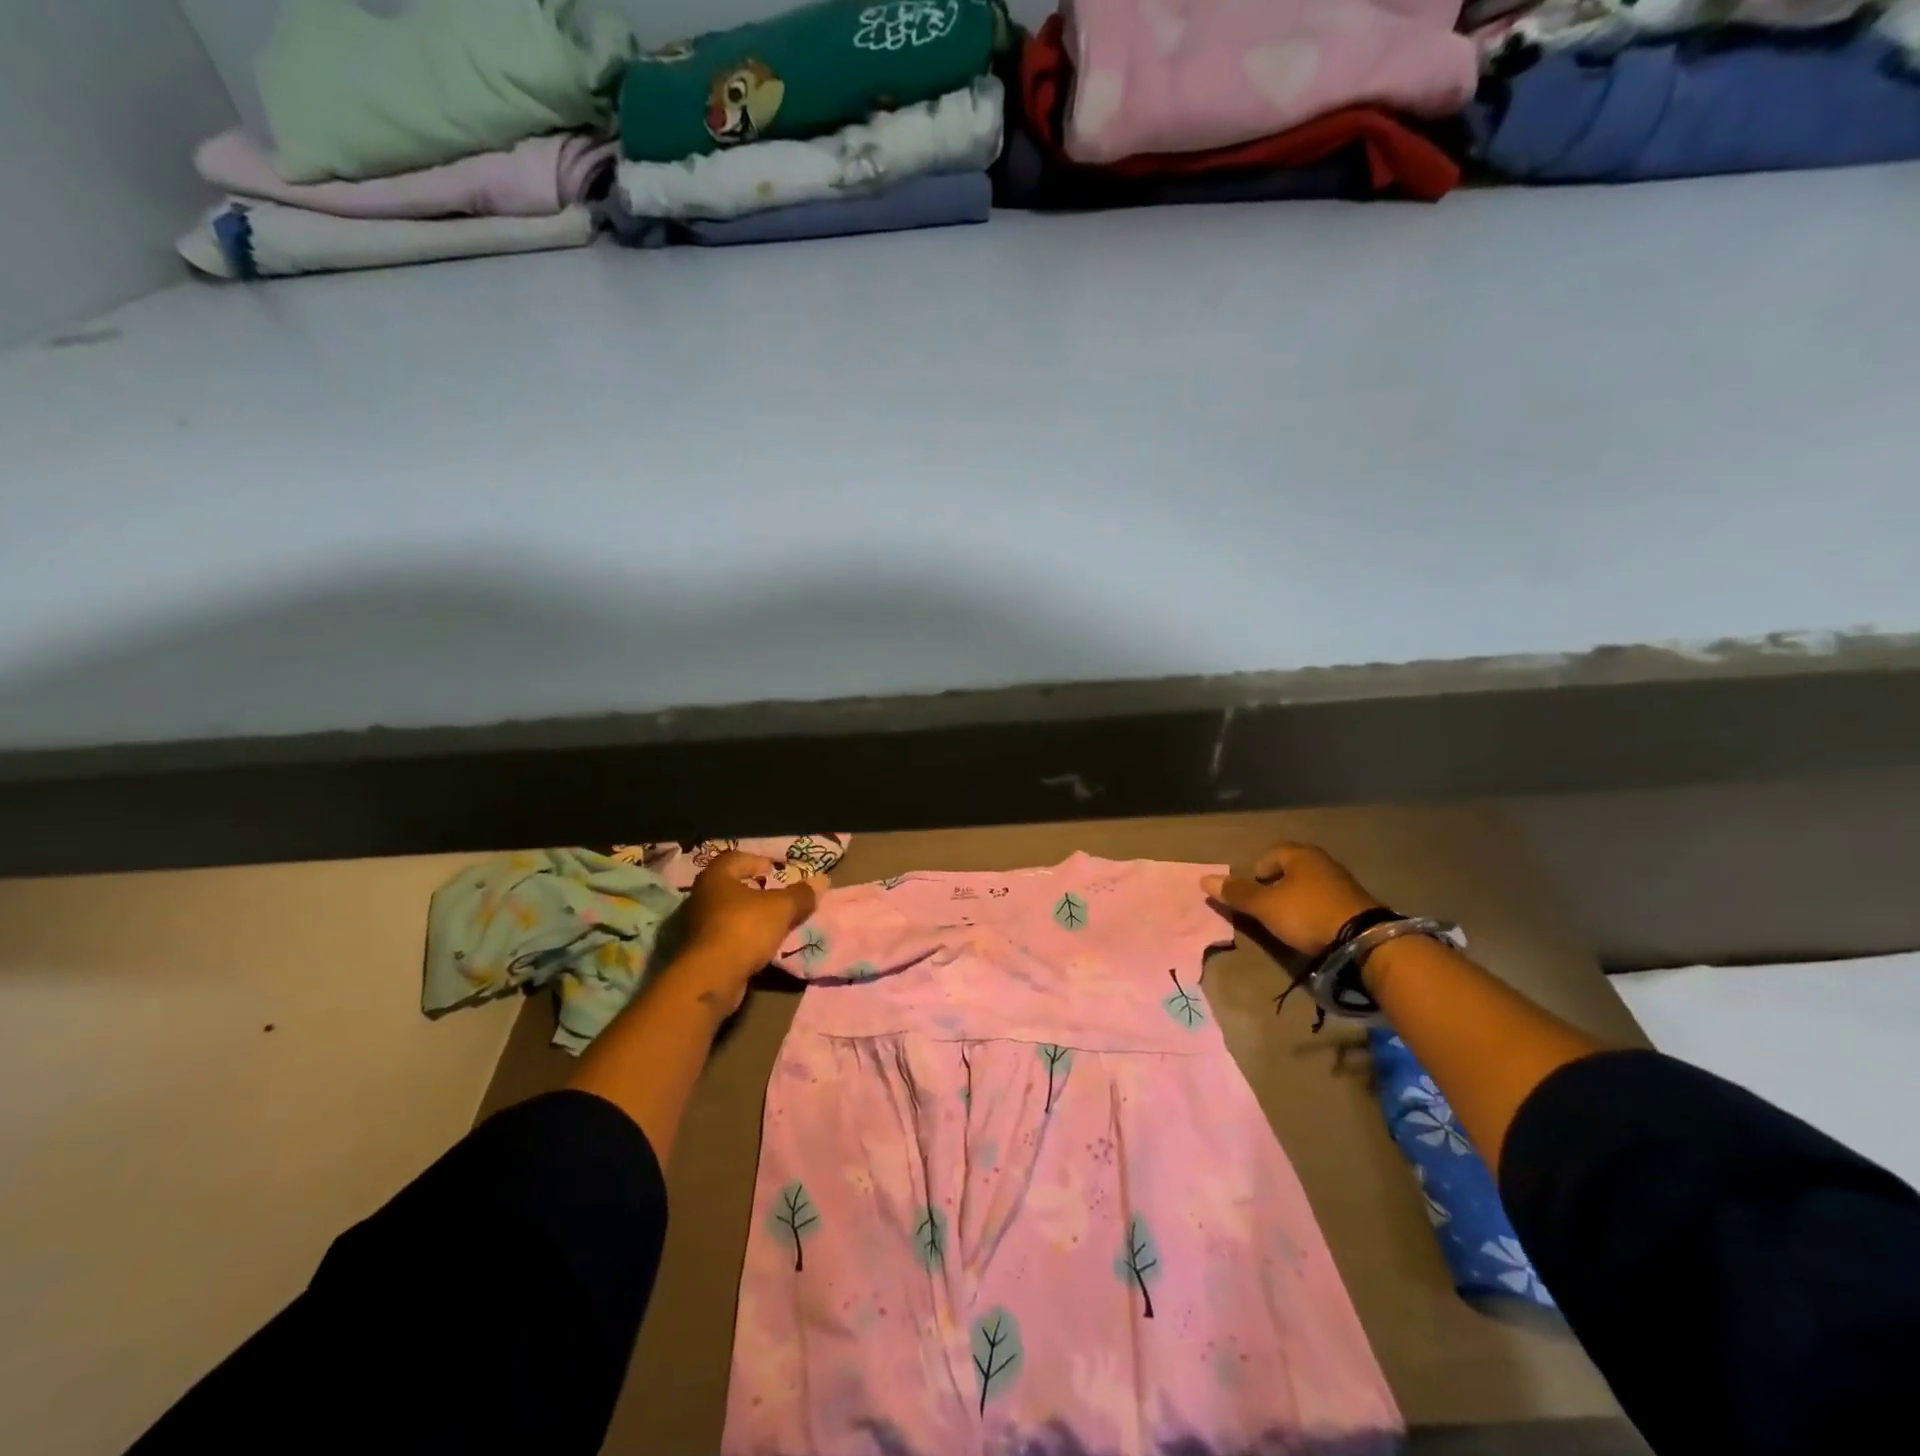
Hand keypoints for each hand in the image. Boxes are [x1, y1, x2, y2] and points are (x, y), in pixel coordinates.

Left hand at [667, 851, 826, 1014]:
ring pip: (726, 911)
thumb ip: (801, 894)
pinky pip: (724, 934)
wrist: (712, 976)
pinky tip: (759, 943)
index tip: (774, 871)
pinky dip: (741, 934)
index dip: (756, 861)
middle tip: (775, 894)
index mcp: (716, 877)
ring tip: (772, 920)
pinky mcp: (700, 950)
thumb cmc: (745, 928)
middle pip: (729, 886)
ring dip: (748, 914)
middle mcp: (701, 897)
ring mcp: (697, 925)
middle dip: (753, 889)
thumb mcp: (781, 908)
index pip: (734, 858)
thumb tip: (821, 881)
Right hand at [1201, 843, 1383, 956]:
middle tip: (1267, 907)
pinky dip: (1314, 909)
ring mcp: (1343, 882)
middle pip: (1290, 868)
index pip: (1271, 854)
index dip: (1257, 872)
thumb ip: (1237, 894)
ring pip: (1309, 884)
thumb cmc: (1307, 914)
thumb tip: (1204, 879)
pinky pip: (1325, 899)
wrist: (1364, 940)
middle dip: (1276, 886)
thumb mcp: (1265, 906)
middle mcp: (1323, 861)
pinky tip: (1311, 926)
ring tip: (1288, 920)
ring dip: (1296, 898)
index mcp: (1300, 855)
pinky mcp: (1356, 903)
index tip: (1253, 894)